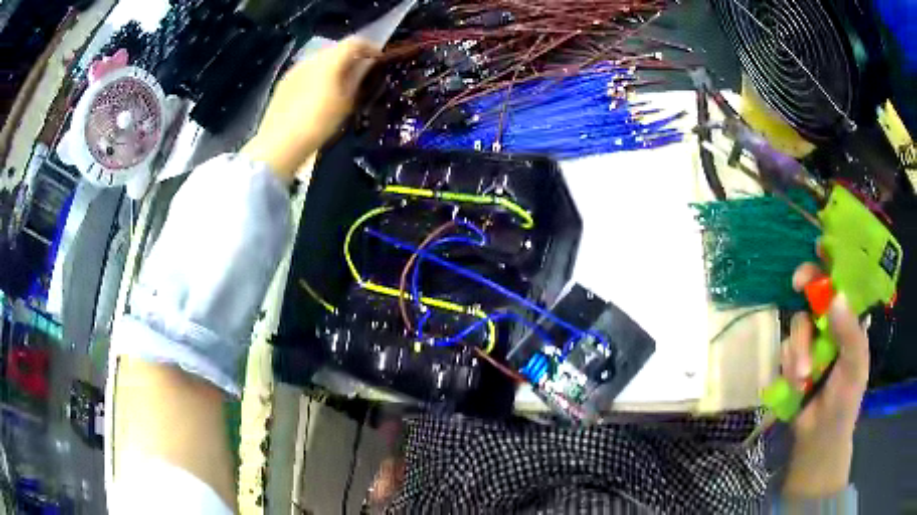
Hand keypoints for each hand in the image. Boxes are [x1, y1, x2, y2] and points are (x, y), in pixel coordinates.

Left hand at [242, 38, 379, 180]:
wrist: (279, 145)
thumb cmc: (319, 123)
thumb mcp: (347, 103)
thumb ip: (358, 78)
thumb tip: (367, 65)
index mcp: (329, 60)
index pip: (354, 42)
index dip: (370, 48)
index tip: (380, 59)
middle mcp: (311, 59)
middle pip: (335, 49)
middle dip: (351, 57)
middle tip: (361, 73)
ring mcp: (294, 70)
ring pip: (320, 61)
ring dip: (333, 67)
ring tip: (340, 85)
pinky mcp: (283, 83)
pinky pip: (306, 72)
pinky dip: (317, 76)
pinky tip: (318, 95)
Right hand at [781, 262, 868, 496]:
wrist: (818, 438)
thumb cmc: (845, 400)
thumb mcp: (855, 366)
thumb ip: (849, 333)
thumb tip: (834, 296)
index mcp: (850, 320)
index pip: (843, 282)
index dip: (833, 261)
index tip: (820, 246)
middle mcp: (830, 324)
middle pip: (815, 292)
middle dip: (807, 284)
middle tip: (798, 282)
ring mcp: (810, 341)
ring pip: (798, 322)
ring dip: (798, 349)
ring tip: (803, 377)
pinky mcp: (792, 359)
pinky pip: (786, 348)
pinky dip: (789, 364)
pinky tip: (796, 383)